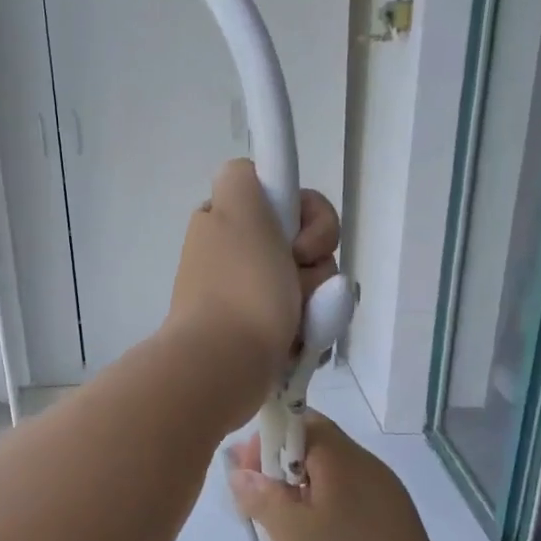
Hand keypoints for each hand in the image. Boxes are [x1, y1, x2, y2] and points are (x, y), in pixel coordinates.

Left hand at [166, 159, 339, 419]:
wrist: (224, 364)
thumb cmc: (241, 287)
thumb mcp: (240, 211)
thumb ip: (243, 177)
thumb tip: (245, 176)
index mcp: (225, 223)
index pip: (286, 201)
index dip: (306, 217)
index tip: (298, 241)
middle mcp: (233, 256)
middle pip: (305, 243)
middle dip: (316, 263)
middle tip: (297, 281)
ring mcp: (246, 297)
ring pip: (311, 283)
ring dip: (316, 299)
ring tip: (298, 321)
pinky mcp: (259, 332)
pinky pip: (304, 319)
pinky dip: (309, 328)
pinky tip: (301, 341)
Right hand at [227, 414, 480, 540]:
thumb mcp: (292, 538)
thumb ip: (263, 497)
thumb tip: (241, 471)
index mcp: (349, 462)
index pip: (303, 420)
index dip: (267, 439)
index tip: (246, 475)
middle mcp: (372, 473)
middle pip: (316, 449)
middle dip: (278, 471)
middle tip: (255, 509)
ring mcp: (387, 503)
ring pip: (330, 481)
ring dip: (297, 497)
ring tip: (278, 535)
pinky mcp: (394, 533)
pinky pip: (347, 507)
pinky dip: (320, 518)